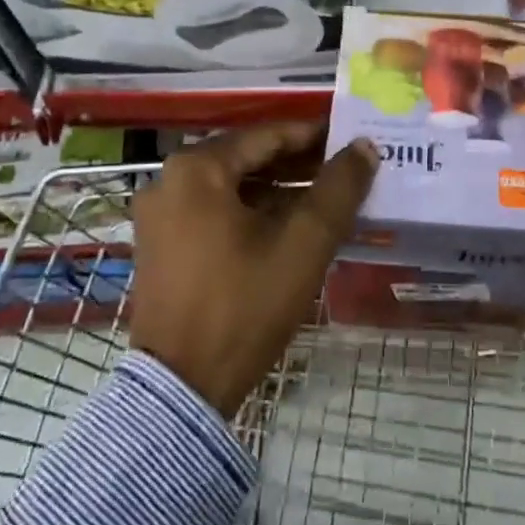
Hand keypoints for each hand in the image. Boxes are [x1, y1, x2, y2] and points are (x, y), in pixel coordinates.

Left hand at [130, 122, 376, 416]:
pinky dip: (251, 211)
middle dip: (297, 162)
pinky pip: (214, 210)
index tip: (351, 137)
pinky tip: (287, 225)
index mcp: (196, 169)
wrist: (181, 389)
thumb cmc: (244, 305)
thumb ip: (338, 189)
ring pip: (231, 185)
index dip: (314, 135)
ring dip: (276, 188)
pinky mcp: (160, 245)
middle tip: (343, 168)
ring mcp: (159, 215)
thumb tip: (365, 146)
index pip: (267, 135)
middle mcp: (168, 180)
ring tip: (324, 196)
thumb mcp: (303, 244)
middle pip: (247, 158)